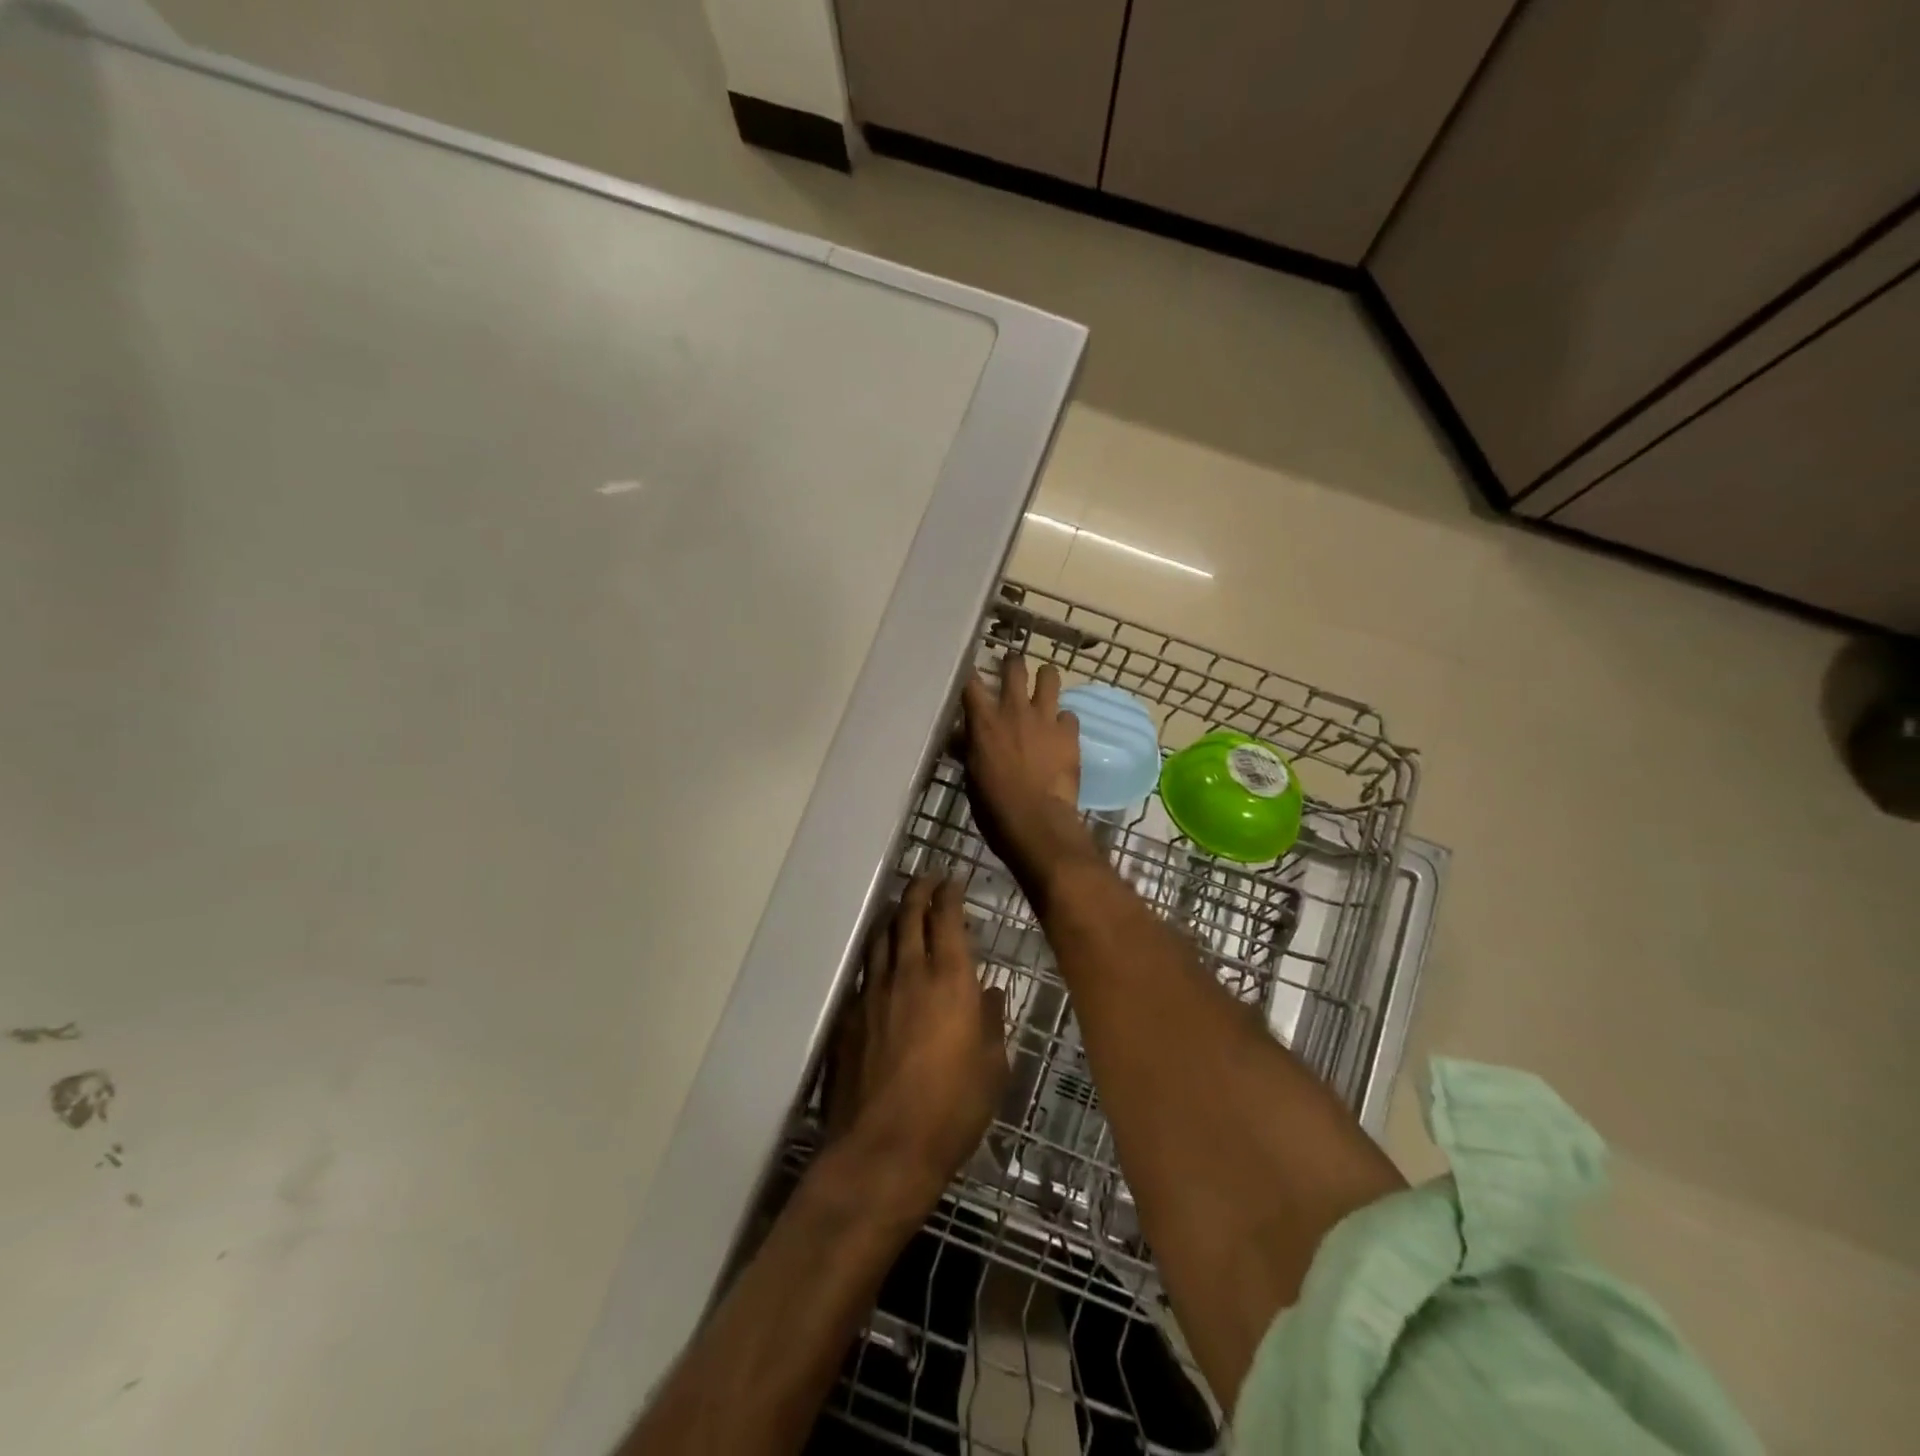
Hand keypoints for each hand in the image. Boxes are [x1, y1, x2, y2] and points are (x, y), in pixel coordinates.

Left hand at [825, 876, 1009, 1205]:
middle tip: (926, 879)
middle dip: (918, 891)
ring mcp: (873, 992)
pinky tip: (880, 962)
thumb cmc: (953, 1109)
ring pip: (881, 938)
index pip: (947, 918)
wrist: (883, 1148)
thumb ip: (991, 1021)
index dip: (949, 894)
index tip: (953, 880)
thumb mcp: (992, 1068)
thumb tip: (988, 991)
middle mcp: (909, 973)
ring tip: (902, 908)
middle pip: (909, 916)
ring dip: (894, 917)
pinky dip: (877, 955)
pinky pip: (865, 971)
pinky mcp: (849, 1015)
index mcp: (950, 979)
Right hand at [960, 657, 1096, 889]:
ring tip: (1044, 684)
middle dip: (1013, 663)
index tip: (971, 671)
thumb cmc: (994, 805)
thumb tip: (959, 739)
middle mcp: (1014, 710)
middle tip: (1012, 666)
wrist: (1036, 821)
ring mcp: (1045, 718)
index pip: (971, 682)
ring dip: (1046, 678)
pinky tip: (1061, 732)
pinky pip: (1069, 714)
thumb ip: (968, 749)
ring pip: (1050, 677)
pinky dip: (1063, 720)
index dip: (971, 673)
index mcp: (984, 721)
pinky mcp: (1069, 733)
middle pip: (1015, 666)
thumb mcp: (972, 776)